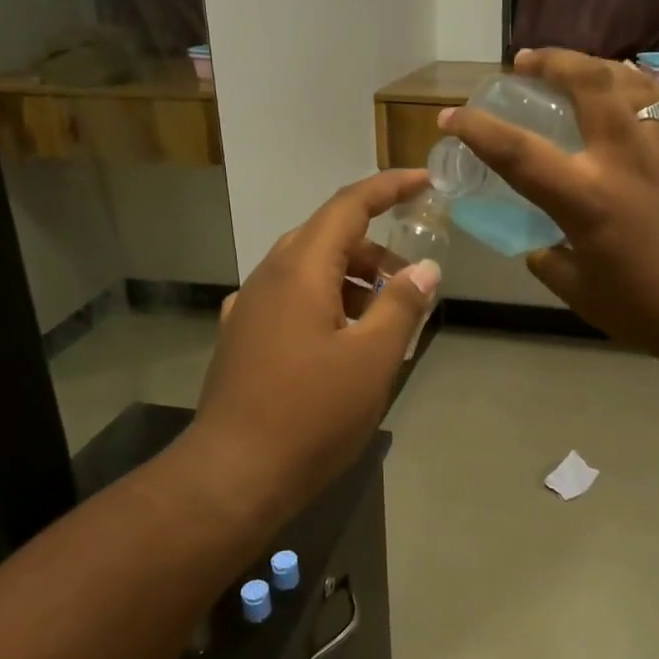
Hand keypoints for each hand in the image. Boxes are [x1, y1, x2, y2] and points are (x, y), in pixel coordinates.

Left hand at [183, 171, 439, 529]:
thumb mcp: (372, 359)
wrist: (233, 475)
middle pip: (328, 238)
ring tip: (385, 324)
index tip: (425, 183)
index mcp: (299, 270)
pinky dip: (327, 305)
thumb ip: (402, 305)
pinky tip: (343, 344)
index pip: (348, 206)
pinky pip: (292, 301)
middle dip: (375, 250)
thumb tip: (425, 268)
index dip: (388, 188)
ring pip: (309, 271)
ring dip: (352, 282)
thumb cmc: (311, 414)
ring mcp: (250, 309)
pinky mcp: (243, 339)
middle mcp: (268, 278)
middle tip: (412, 283)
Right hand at [440, 49, 658, 367]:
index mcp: (586, 198)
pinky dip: (637, 83)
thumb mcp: (580, 292)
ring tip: (573, 67)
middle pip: (585, 82)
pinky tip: (628, 87)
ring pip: (627, 80)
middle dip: (550, 61)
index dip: (477, 130)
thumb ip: (550, 261)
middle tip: (525, 61)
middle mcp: (622, 158)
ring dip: (593, 64)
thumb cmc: (649, 309)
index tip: (451, 116)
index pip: (517, 152)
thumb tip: (541, 245)